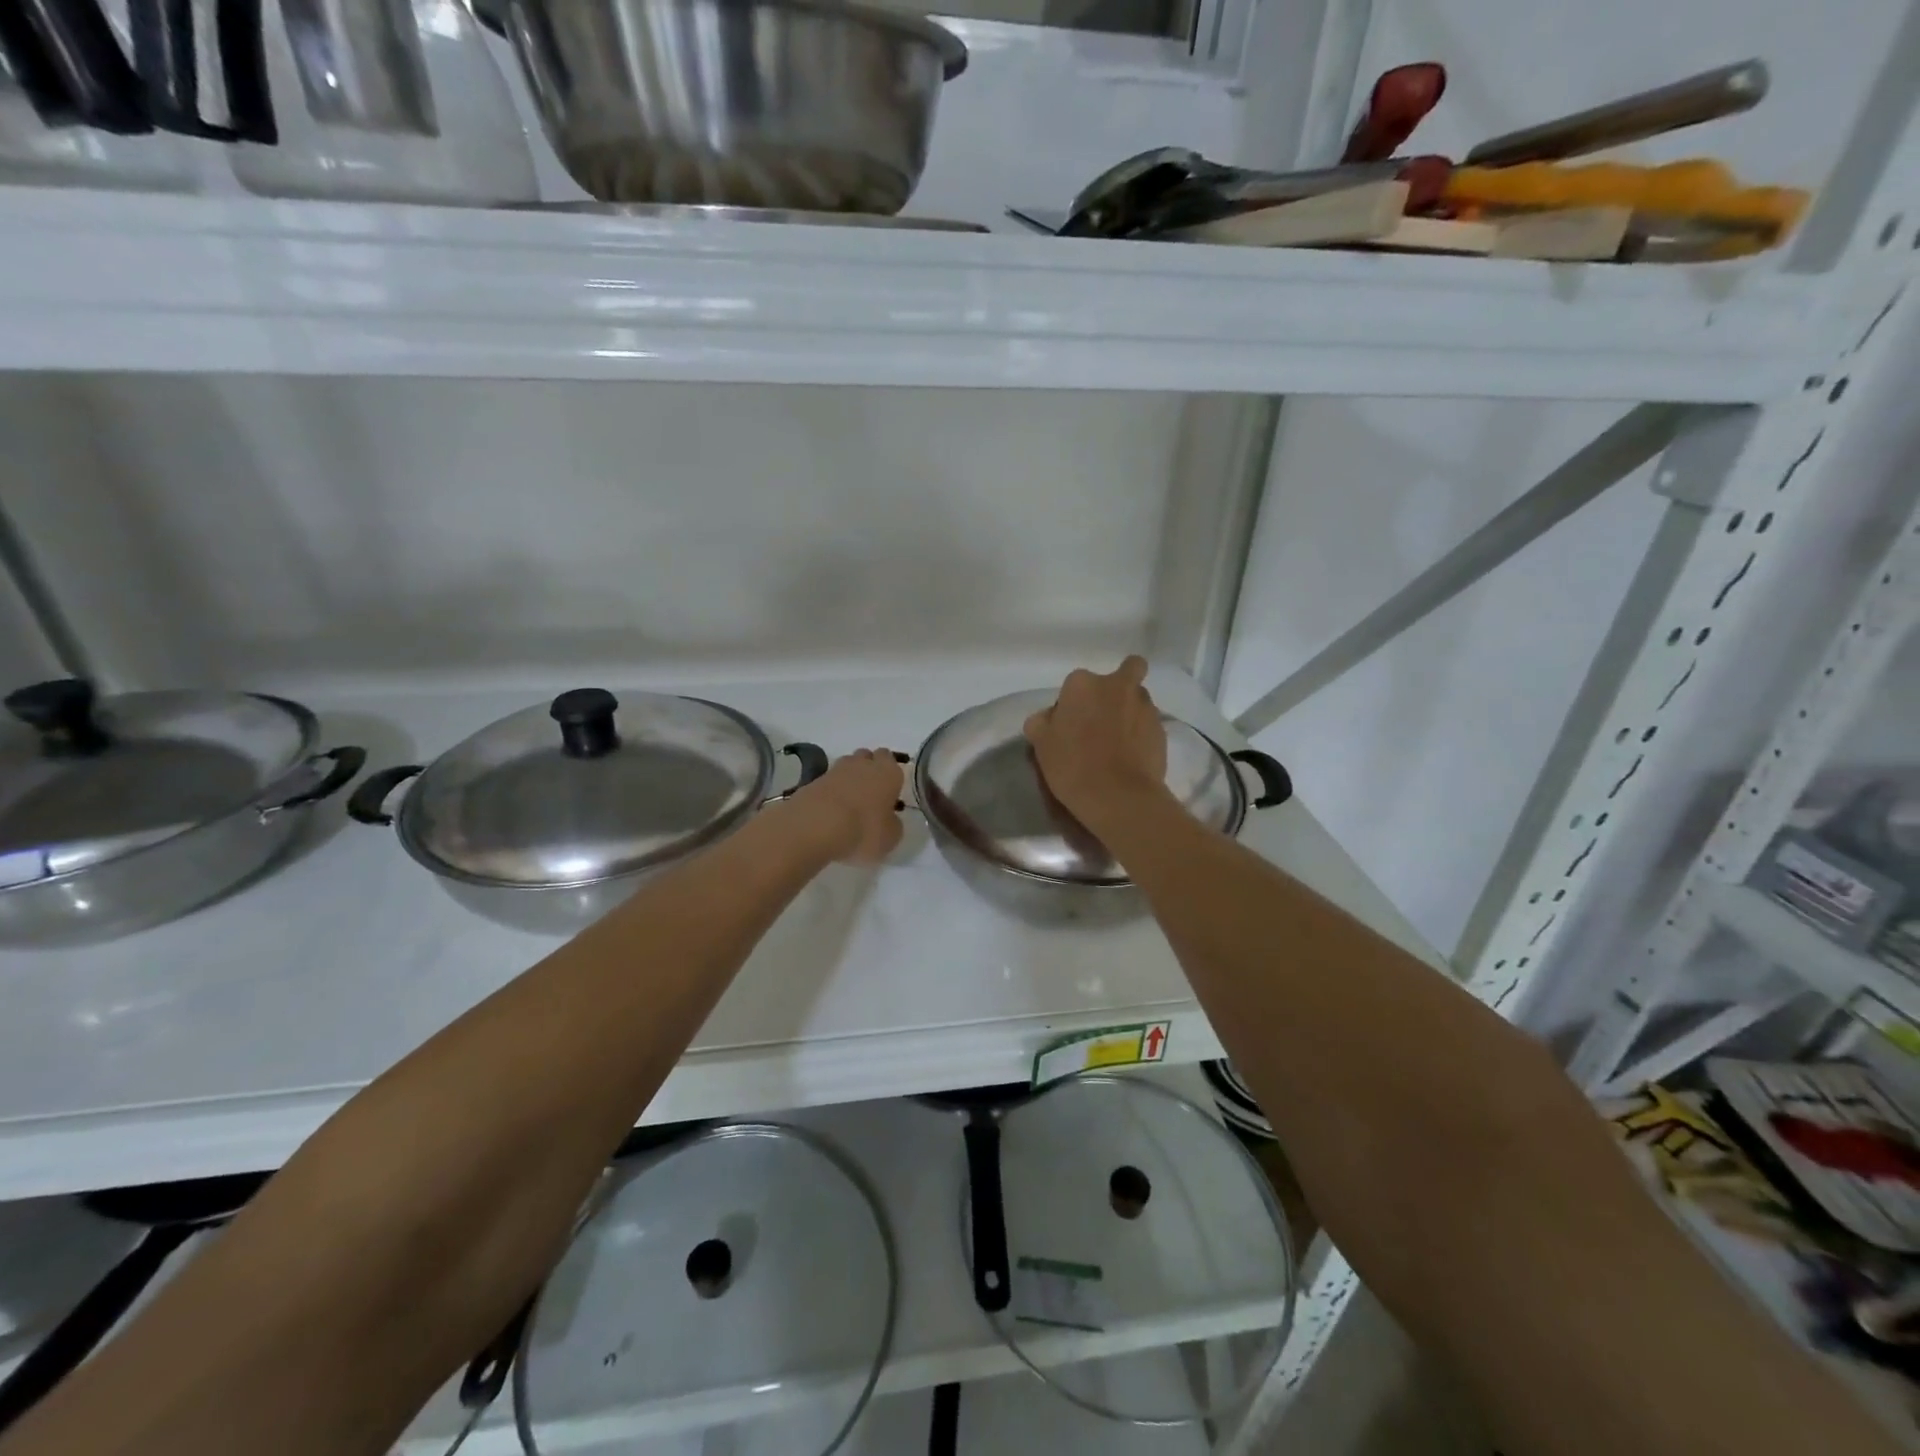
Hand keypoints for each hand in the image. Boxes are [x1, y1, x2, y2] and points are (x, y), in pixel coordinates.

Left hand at [790, 748, 904, 864]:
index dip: (890, 775)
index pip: (891, 760)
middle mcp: (863, 764)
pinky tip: (830, 810)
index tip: (889, 792)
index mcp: (888, 772)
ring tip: (850, 803)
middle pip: (868, 757)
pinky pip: (828, 782)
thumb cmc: (863, 830)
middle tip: (871, 794)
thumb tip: (889, 819)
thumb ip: (893, 824)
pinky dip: (831, 791)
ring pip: (847, 766)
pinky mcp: (813, 780)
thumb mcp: (890, 837)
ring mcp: (835, 770)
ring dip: (849, 778)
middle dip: (870, 770)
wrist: (815, 826)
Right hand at [1023, 656, 1169, 828]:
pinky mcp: (1163, 729)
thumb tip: (1050, 717)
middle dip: (1116, 689)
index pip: (1075, 685)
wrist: (1118, 796)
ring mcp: (1145, 706)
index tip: (1070, 727)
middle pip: (1123, 674)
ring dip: (1131, 712)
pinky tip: (1133, 757)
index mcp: (1082, 683)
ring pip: (1138, 699)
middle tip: (1104, 719)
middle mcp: (1117, 685)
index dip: (1073, 704)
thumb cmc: (1073, 765)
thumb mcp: (1041, 744)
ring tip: (1120, 742)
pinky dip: (1143, 735)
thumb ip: (1042, 721)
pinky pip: (1150, 725)